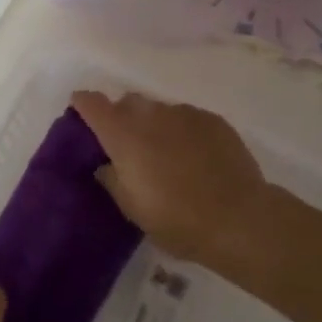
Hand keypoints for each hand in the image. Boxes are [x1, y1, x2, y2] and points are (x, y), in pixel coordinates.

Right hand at [72, 91, 278, 265]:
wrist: (239, 219)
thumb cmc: (176, 218)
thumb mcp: (132, 208)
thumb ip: (112, 179)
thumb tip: (106, 165)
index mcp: (122, 134)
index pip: (91, 103)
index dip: (83, 105)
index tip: (81, 115)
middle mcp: (150, 114)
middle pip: (127, 102)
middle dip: (123, 117)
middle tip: (129, 146)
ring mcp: (184, 113)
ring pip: (160, 110)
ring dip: (156, 125)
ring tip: (167, 154)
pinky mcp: (213, 120)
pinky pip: (188, 118)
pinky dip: (184, 131)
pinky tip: (196, 156)